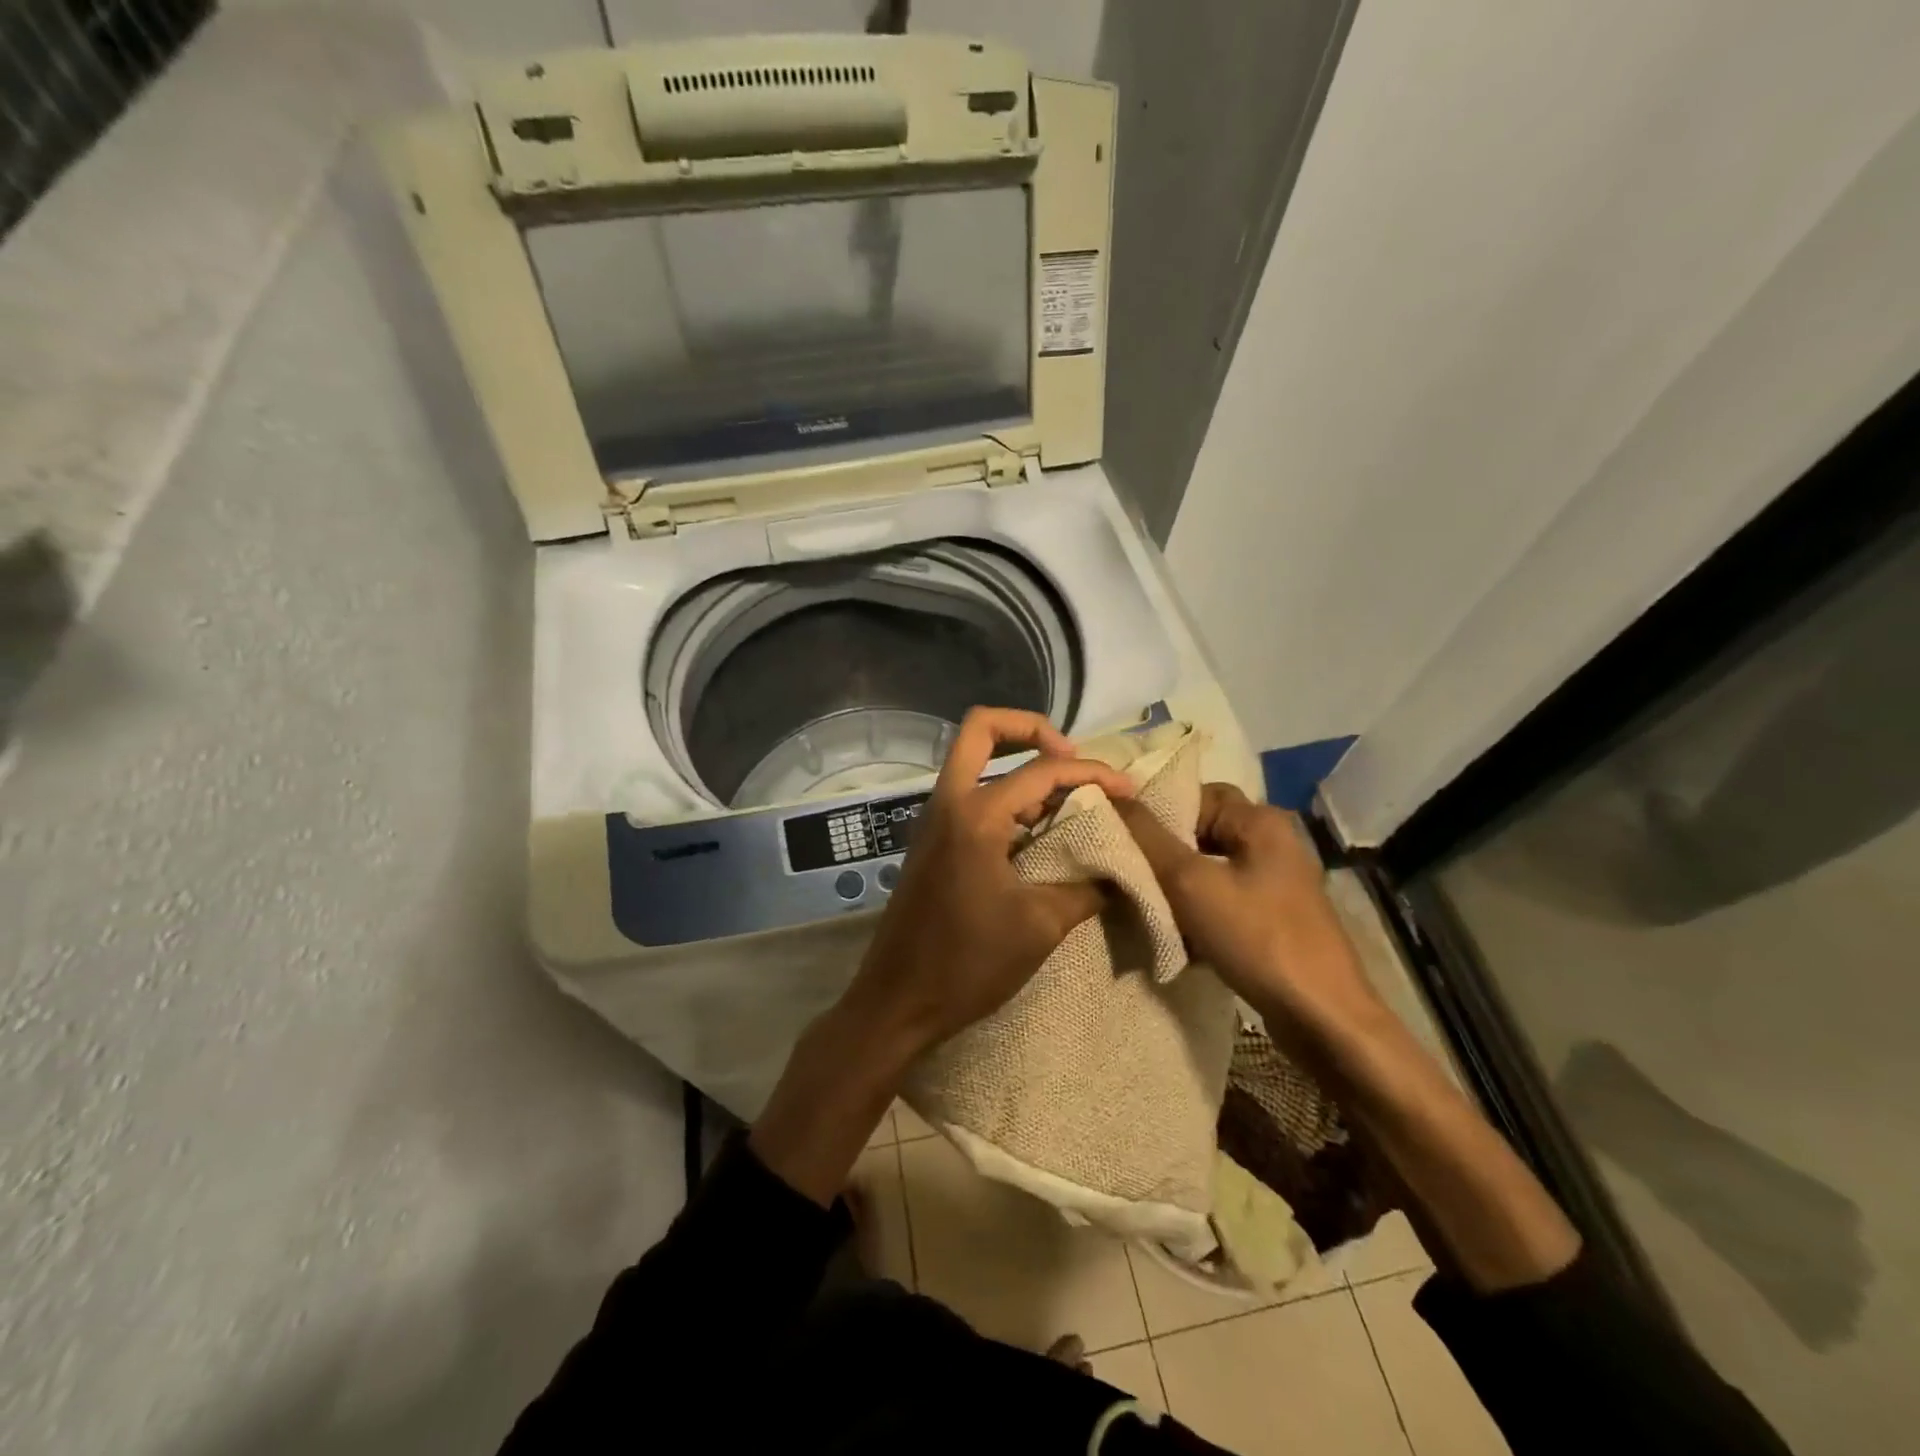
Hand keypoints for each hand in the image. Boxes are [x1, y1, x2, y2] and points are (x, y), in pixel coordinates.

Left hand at [842, 707, 1134, 1055]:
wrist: (898, 1001)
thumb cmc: (968, 963)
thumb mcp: (1040, 926)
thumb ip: (1086, 887)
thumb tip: (1122, 869)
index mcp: (975, 815)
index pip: (1042, 770)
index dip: (1091, 773)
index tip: (1126, 789)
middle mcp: (949, 803)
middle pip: (981, 729)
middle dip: (1030, 729)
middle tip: (1071, 758)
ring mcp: (934, 820)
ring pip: (974, 761)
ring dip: (1018, 763)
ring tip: (1065, 794)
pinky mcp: (932, 842)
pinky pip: (970, 795)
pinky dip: (1005, 795)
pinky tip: (1038, 827)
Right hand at [1116, 784, 1383, 1041]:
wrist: (1322, 1018)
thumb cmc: (1257, 938)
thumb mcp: (1190, 883)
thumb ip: (1147, 837)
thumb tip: (1108, 796)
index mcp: (1260, 821)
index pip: (1195, 794)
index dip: (1156, 812)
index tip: (1121, 838)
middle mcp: (1273, 842)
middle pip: (1201, 832)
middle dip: (1163, 853)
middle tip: (1129, 873)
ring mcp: (1276, 882)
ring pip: (1209, 868)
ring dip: (1176, 886)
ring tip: (1145, 905)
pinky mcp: (1274, 917)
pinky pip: (1223, 899)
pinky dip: (1197, 911)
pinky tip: (1176, 935)